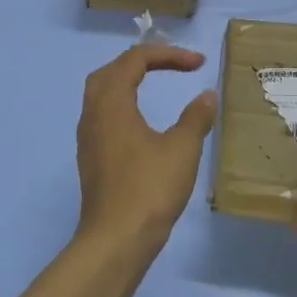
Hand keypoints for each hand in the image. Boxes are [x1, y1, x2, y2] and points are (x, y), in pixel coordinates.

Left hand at [75, 44, 218, 251]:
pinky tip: (141, 121)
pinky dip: (123, 103)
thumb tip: (207, 96)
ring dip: (129, 81)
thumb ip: (196, 118)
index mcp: (112, 103)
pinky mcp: (91, 157)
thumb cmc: (149, 190)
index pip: (135, 60)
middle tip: (173, 65)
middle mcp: (93, 113)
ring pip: (102, 92)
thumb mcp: (181, 150)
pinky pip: (103, 114)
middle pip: (112, 70)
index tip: (199, 64)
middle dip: (143, 61)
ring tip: (156, 83)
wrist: (115, 241)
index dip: (169, 55)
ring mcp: (88, 137)